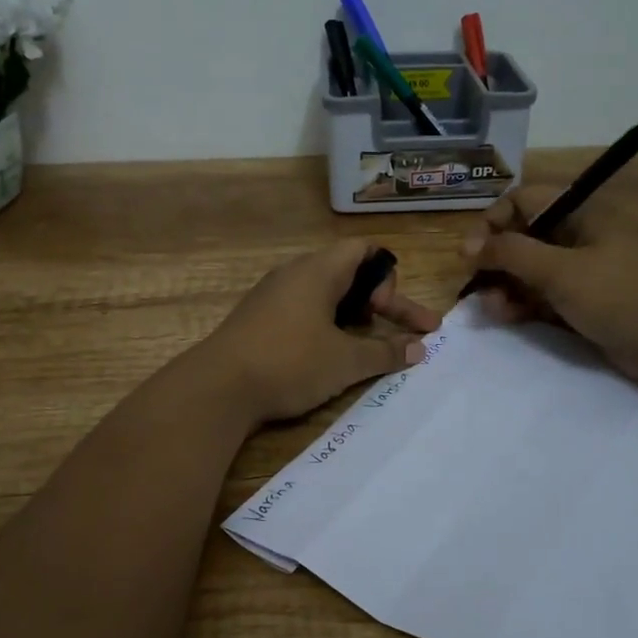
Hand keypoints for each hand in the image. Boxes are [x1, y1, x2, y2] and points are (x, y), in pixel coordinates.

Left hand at [198, 240, 441, 423]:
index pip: (363, 249)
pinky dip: (326, 327)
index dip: (387, 277)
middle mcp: (294, 274)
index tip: (389, 313)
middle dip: (380, 303)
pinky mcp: (258, 319)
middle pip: (348, 274)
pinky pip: (303, 311)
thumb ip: (386, 352)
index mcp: (318, 271)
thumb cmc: (289, 363)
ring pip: (325, 295)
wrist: (217, 388)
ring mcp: (272, 296)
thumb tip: (420, 348)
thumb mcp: (345, 361)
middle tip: (402, 334)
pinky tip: (328, 356)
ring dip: (353, 317)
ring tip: (367, 346)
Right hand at [461, 187, 637, 384]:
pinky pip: (544, 296)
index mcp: (582, 213)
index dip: (493, 221)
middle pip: (524, 237)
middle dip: (497, 260)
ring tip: (492, 309)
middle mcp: (580, 236)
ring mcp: (584, 270)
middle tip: (476, 285)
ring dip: (506, 286)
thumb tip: (468, 246)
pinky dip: (524, 304)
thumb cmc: (618, 294)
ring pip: (531, 270)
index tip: (471, 252)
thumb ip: (510, 254)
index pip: (524, 201)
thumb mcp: (559, 270)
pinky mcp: (586, 302)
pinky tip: (507, 317)